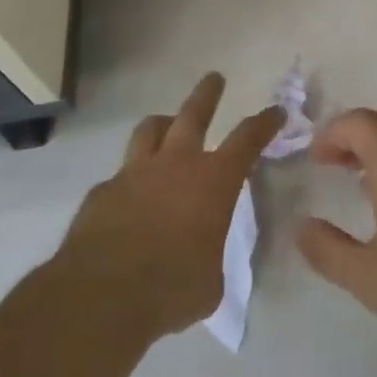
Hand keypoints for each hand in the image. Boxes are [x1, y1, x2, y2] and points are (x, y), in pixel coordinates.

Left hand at [54, 73, 282, 341]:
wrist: (100, 298)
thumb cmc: (171, 289)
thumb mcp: (211, 280)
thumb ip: (210, 254)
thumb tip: (203, 255)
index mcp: (213, 181)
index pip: (248, 139)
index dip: (265, 122)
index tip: (276, 111)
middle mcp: (175, 165)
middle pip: (193, 114)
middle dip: (207, 94)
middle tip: (215, 79)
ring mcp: (134, 174)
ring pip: (149, 130)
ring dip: (163, 124)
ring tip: (167, 126)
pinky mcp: (101, 193)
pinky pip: (119, 175)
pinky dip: (130, 179)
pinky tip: (129, 199)